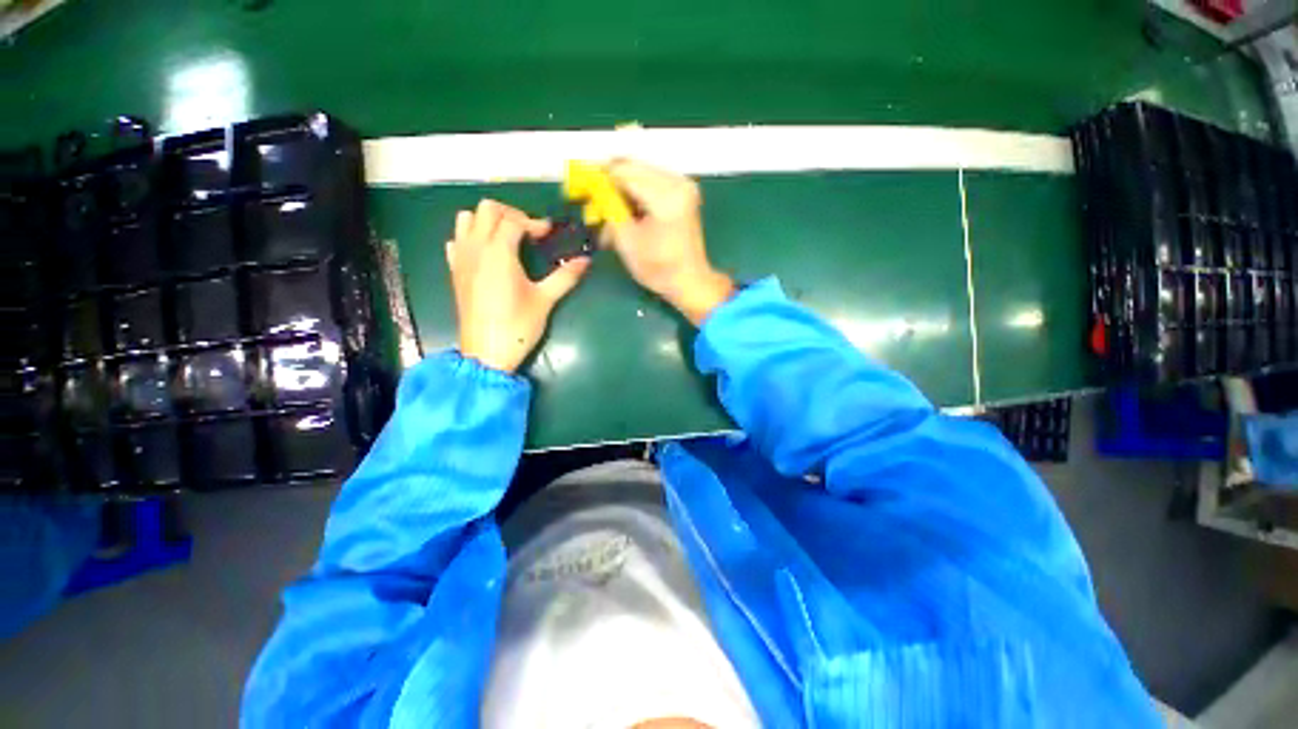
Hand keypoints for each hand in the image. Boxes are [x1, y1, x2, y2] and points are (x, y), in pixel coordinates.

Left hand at [446, 199, 590, 373]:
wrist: (487, 352)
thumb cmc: (518, 325)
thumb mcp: (545, 299)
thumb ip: (565, 276)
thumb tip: (585, 260)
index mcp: (499, 251)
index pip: (514, 220)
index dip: (535, 223)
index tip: (549, 235)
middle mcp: (475, 247)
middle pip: (488, 209)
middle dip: (511, 214)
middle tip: (529, 233)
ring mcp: (461, 258)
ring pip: (466, 219)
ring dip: (488, 221)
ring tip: (507, 239)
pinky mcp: (455, 271)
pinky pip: (456, 240)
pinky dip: (470, 237)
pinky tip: (486, 254)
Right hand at [605, 160, 734, 324]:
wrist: (690, 282)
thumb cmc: (659, 269)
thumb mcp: (626, 241)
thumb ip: (608, 207)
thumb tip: (592, 185)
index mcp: (666, 196)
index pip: (623, 171)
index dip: (598, 176)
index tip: (579, 185)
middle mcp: (678, 182)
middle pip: (633, 166)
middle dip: (609, 182)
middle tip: (592, 201)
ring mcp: (683, 185)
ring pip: (640, 173)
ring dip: (621, 190)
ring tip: (609, 214)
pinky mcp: (683, 192)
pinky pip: (651, 182)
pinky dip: (635, 195)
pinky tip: (626, 214)